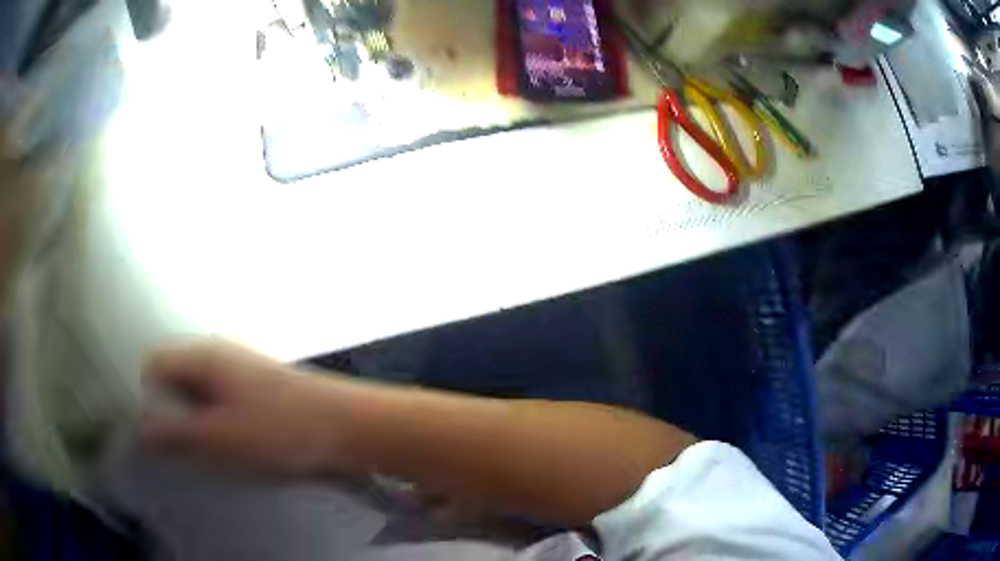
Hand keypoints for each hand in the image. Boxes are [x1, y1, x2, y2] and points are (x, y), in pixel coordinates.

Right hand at [141, 340, 346, 476]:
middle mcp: (218, 353)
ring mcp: (239, 367)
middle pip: (175, 375)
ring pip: (198, 388)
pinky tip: (229, 440)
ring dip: (194, 416)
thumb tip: (142, 429)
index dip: (146, 395)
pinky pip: (220, 397)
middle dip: (170, 408)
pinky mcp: (256, 384)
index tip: (154, 431)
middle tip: (179, 444)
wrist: (344, 424)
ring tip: (205, 446)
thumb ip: (176, 432)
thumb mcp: (219, 437)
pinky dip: (215, 417)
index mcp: (203, 356)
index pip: (154, 363)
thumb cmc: (279, 429)